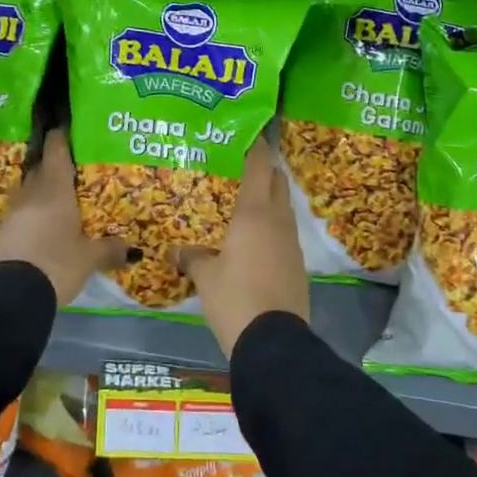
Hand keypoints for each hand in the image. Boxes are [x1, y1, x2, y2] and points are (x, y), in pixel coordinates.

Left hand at [0, 130, 126, 305]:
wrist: (13, 295)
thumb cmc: (56, 263)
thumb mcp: (89, 258)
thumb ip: (109, 249)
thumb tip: (132, 249)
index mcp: (55, 189)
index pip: (57, 150)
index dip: (62, 135)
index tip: (68, 125)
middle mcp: (32, 193)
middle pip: (42, 168)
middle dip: (55, 163)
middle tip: (73, 162)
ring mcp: (14, 212)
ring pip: (31, 190)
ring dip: (43, 188)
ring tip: (61, 193)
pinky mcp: (4, 232)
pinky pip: (23, 211)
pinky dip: (35, 211)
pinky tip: (46, 221)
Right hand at [179, 137, 309, 356]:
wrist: (274, 343)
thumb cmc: (235, 299)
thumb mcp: (205, 277)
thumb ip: (192, 257)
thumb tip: (178, 250)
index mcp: (254, 213)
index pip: (258, 166)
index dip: (254, 147)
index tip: (246, 133)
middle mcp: (277, 220)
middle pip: (276, 182)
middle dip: (263, 170)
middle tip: (239, 168)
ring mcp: (292, 243)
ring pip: (282, 207)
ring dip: (268, 199)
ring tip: (244, 203)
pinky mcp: (298, 264)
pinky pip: (284, 233)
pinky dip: (272, 226)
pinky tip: (254, 240)